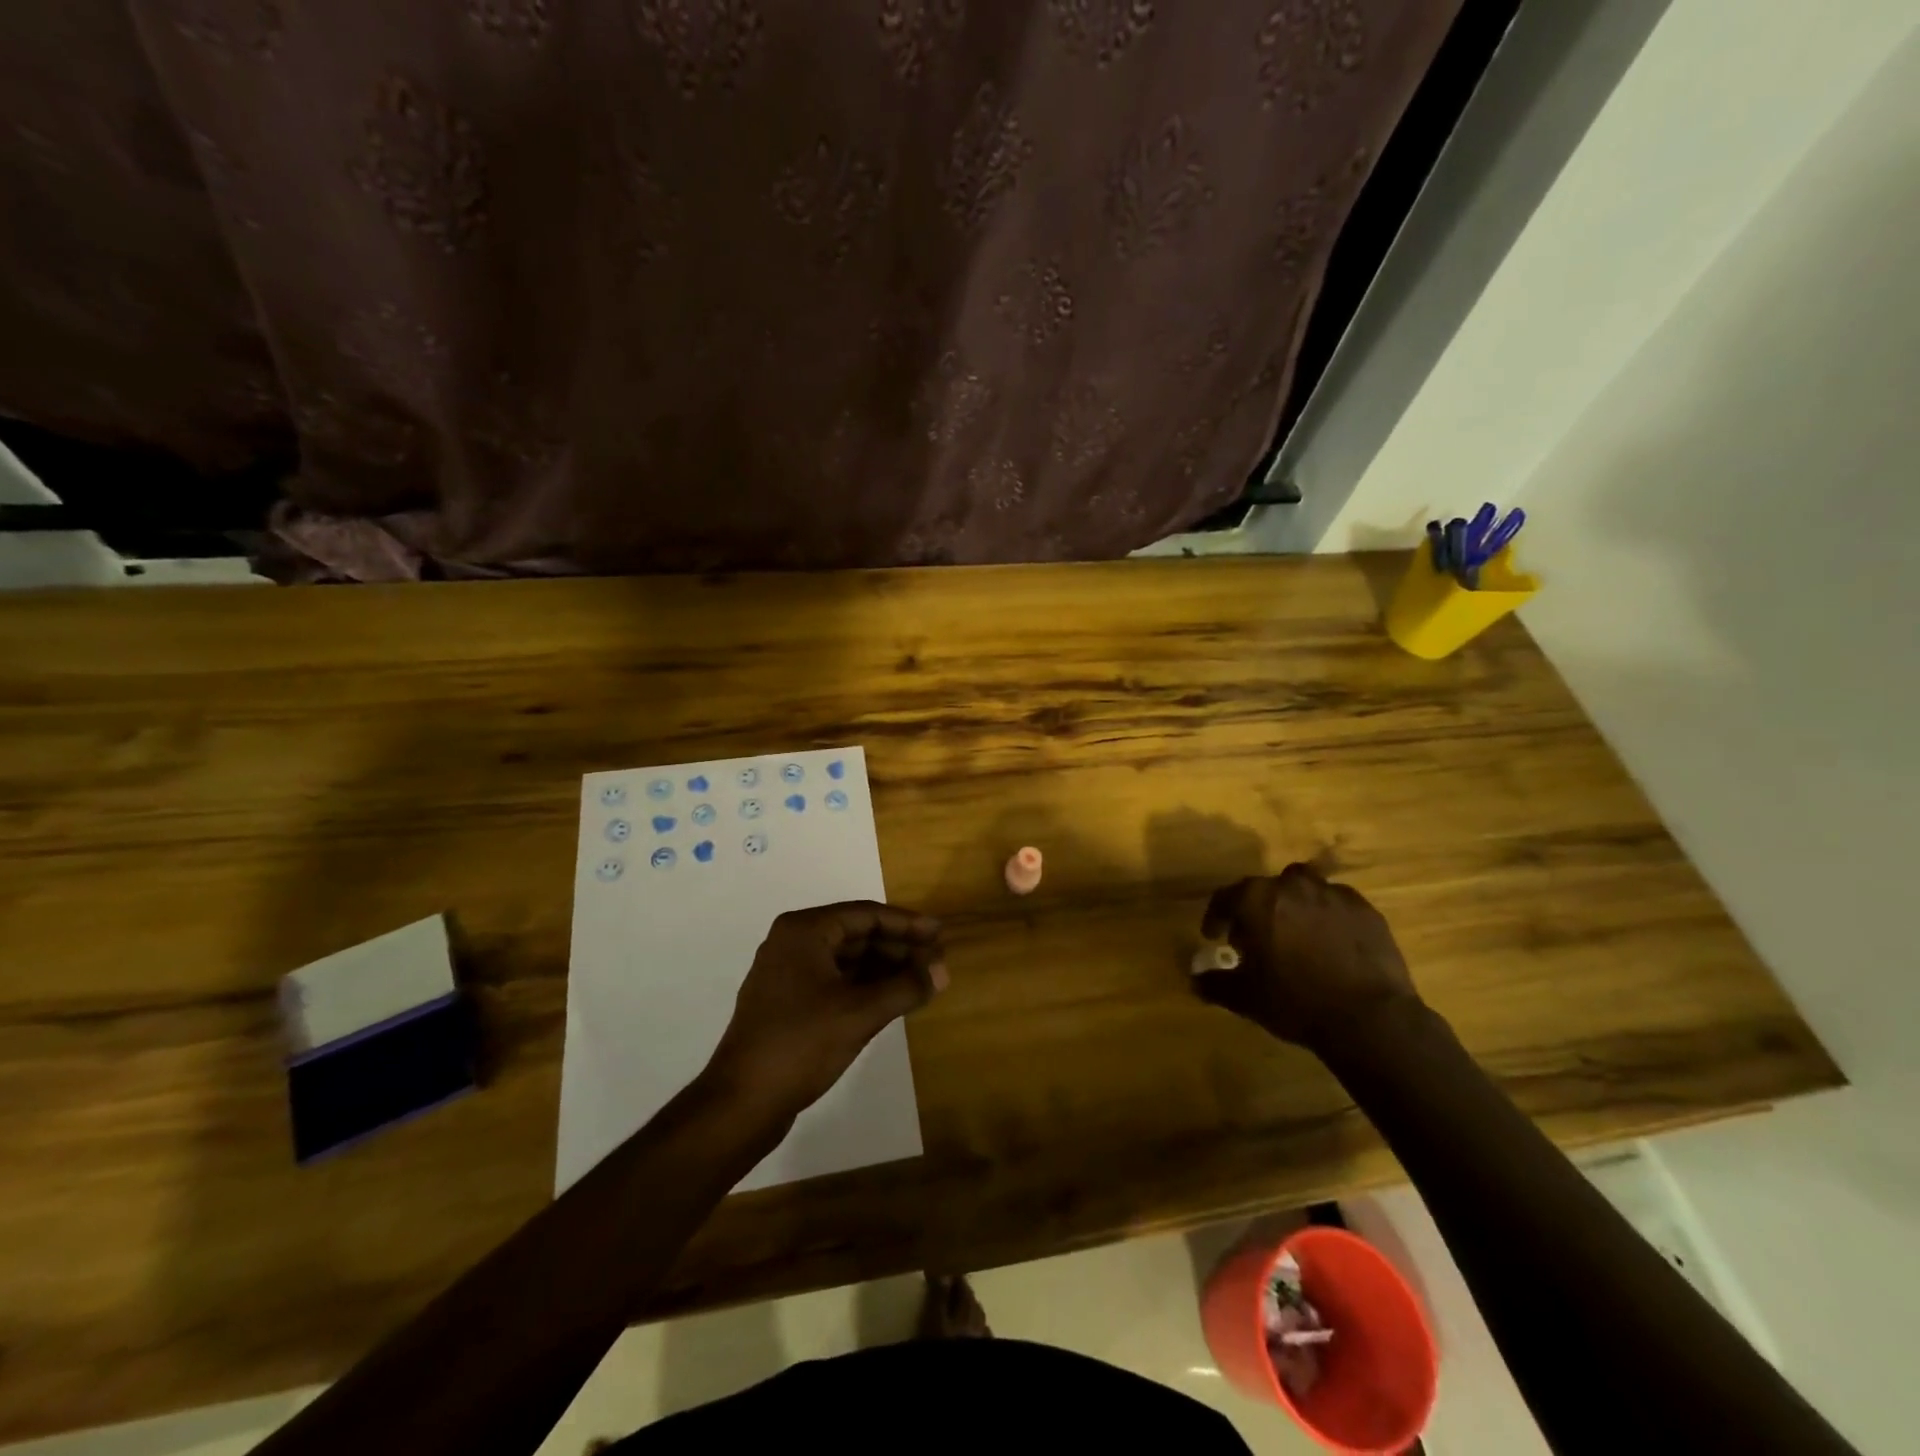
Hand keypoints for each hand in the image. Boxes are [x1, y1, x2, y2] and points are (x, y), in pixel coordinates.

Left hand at [706, 901, 947, 1118]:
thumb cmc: (801, 1044)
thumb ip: (905, 987)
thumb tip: (943, 971)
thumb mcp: (860, 1013)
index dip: (907, 924)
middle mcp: (793, 942)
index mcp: (804, 931)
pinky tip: (891, 999)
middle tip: (935, 962)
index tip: (940, 935)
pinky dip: (864, 986)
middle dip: (898, 947)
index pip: (866, 914)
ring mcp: (787, 973)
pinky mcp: (787, 1001)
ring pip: (846, 959)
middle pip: (857, 934)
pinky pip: (835, 980)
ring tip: (921, 981)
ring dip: (884, 968)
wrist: (740, 1103)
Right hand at [1192, 864, 1419, 1053]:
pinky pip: (1337, 903)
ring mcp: (1332, 894)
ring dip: (1293, 904)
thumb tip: (1195, 980)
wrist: (1369, 1018)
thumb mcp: (1245, 998)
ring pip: (1303, 888)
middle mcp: (1291, 886)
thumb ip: (1215, 983)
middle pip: (1264, 889)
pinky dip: (1327, 916)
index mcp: (1256, 900)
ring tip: (1296, 932)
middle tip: (1257, 938)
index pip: (1225, 898)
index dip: (1216, 917)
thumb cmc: (1295, 1002)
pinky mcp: (1365, 910)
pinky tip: (1331, 943)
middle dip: (1256, 909)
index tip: (1214, 936)